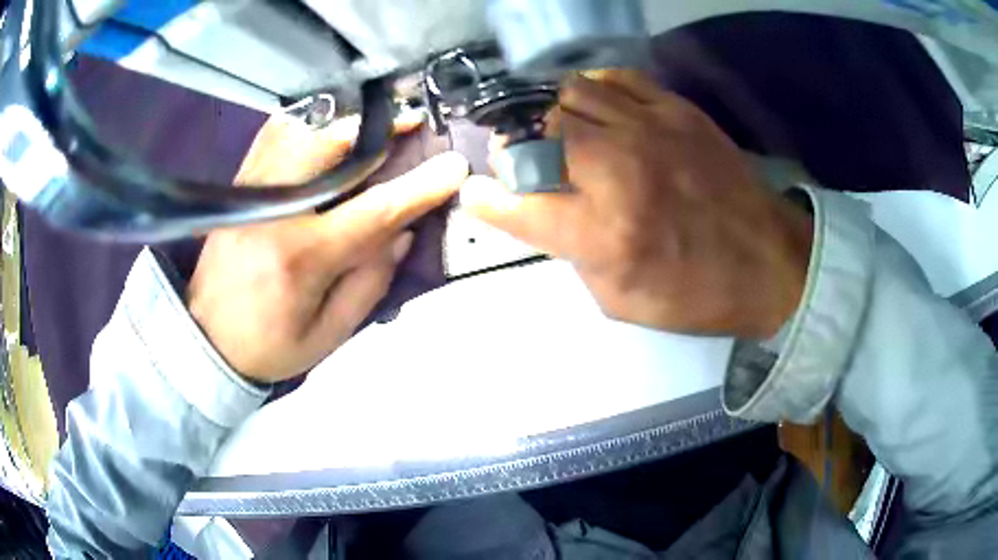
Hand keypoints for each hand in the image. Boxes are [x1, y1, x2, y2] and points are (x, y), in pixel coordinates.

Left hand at [188, 114, 468, 381]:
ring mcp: (252, 191)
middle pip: (333, 147)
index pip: (375, 210)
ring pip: (302, 132)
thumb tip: (401, 233)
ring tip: (375, 124)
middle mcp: (275, 210)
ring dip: (345, 122)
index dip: (420, 186)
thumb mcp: (329, 335)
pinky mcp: (238, 187)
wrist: (205, 341)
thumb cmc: (269, 346)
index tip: (454, 165)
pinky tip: (328, 129)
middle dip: (380, 129)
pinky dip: (307, 124)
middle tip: (413, 122)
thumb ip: (370, 283)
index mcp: (302, 255)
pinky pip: (274, 137)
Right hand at [460, 70, 811, 337]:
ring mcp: (650, 128)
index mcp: (604, 233)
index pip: (515, 203)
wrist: (772, 264)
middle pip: (535, 131)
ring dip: (548, 114)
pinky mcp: (677, 109)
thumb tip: (545, 213)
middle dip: (513, 146)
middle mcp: (619, 169)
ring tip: (555, 132)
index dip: (486, 198)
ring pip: (568, 94)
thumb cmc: (697, 295)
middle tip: (520, 160)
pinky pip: (614, 78)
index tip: (479, 194)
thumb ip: (573, 254)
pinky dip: (592, 90)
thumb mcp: (620, 300)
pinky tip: (595, 110)